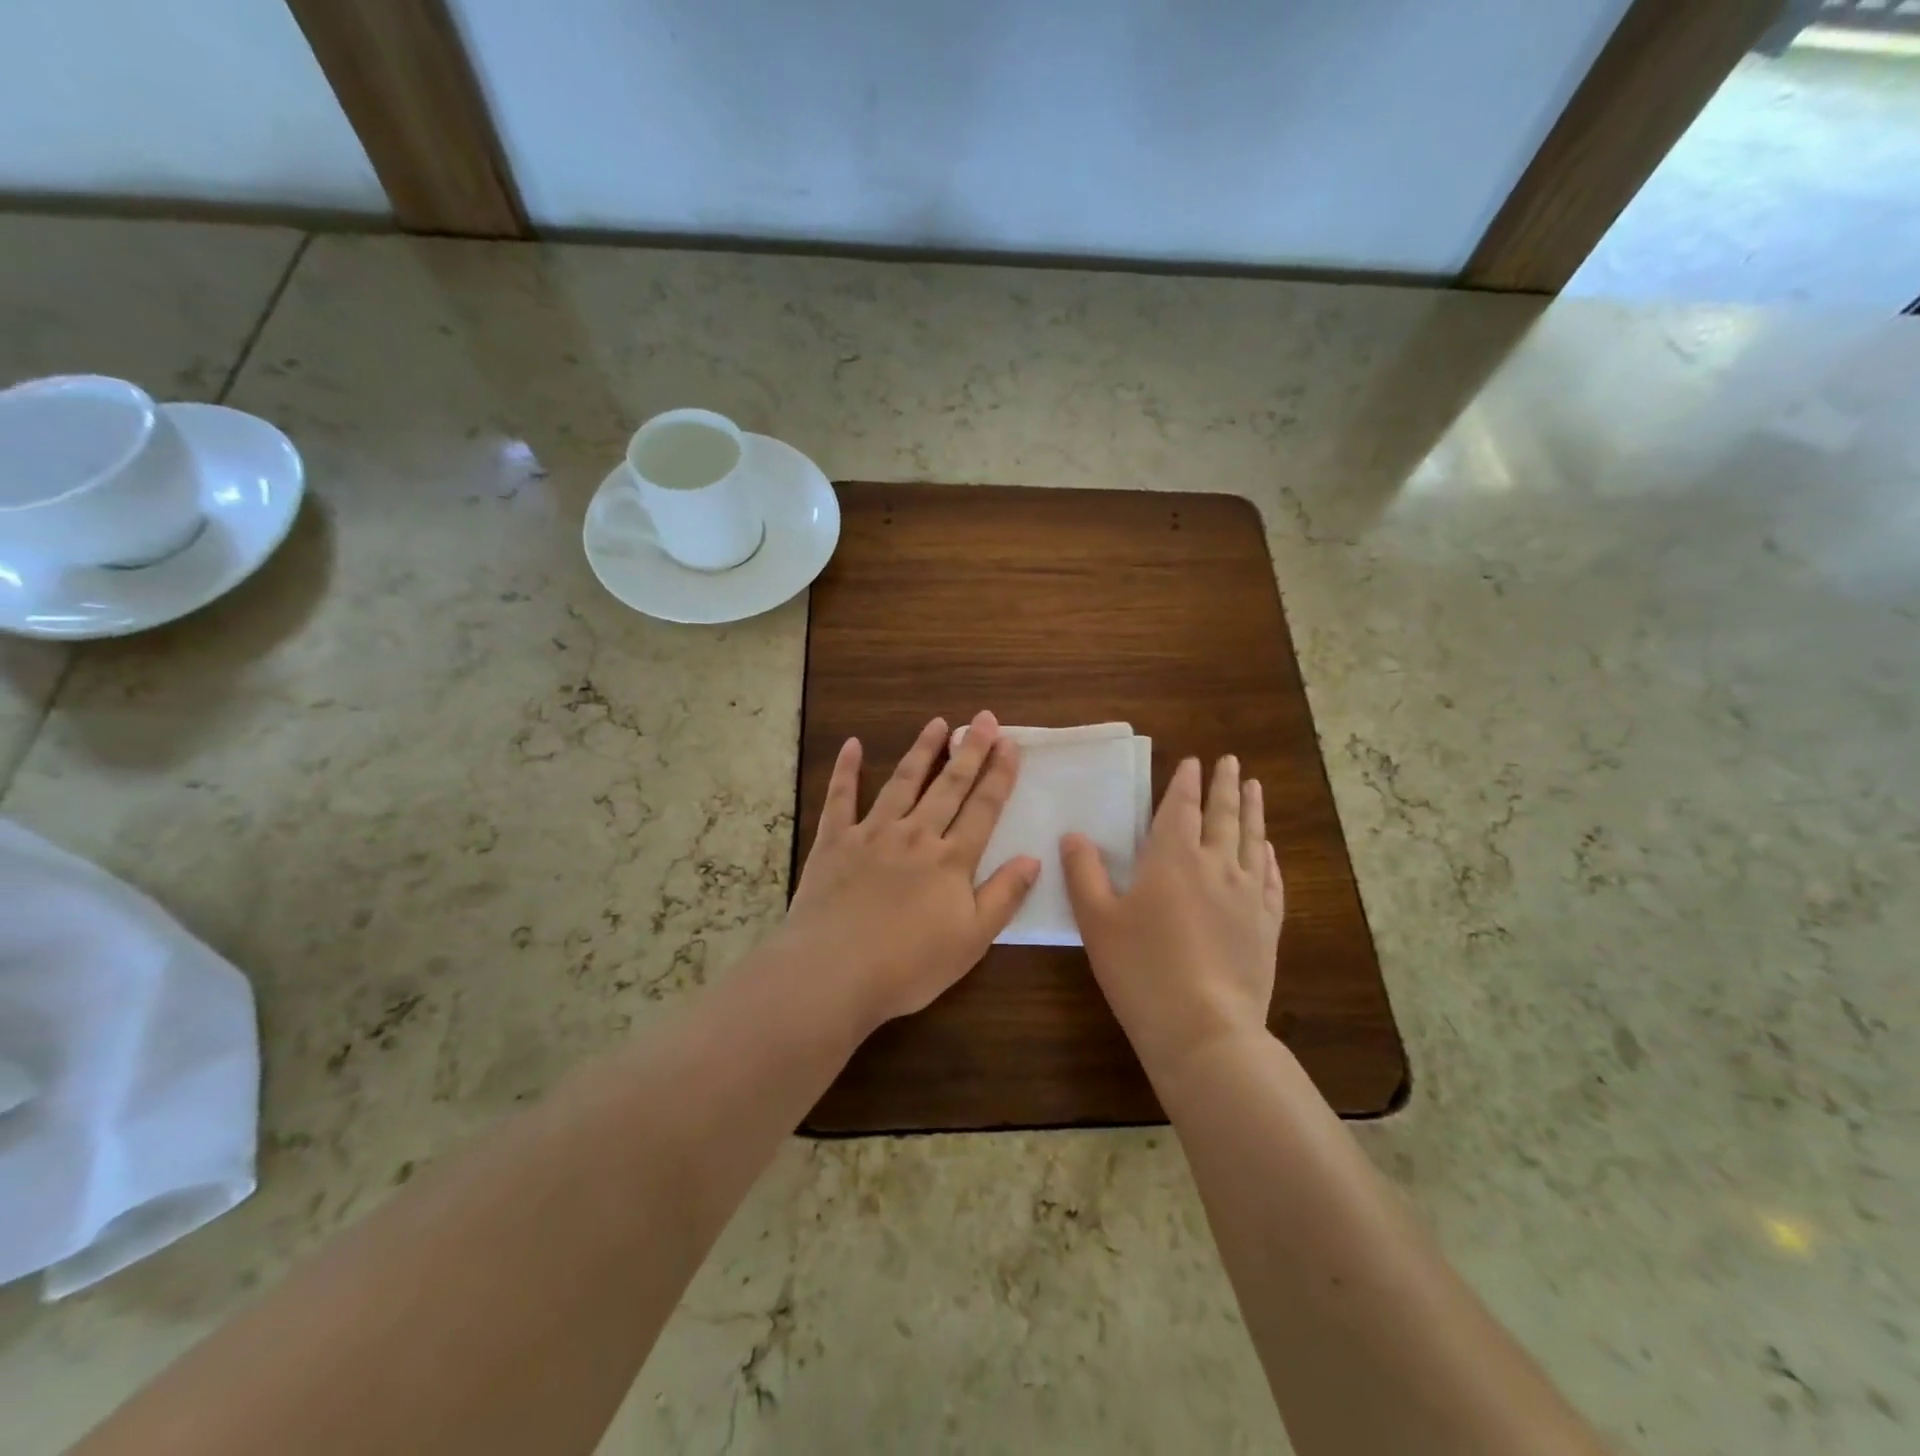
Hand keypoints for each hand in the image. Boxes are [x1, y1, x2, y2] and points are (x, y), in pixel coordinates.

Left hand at [783, 711, 1039, 1030]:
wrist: (833, 972)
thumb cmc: (908, 965)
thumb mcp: (971, 940)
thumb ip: (1004, 896)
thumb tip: (1033, 858)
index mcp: (951, 860)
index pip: (983, 808)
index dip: (999, 774)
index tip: (1009, 743)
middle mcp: (915, 835)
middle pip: (948, 786)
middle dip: (969, 750)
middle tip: (983, 718)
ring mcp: (872, 834)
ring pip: (902, 782)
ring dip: (921, 750)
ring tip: (937, 723)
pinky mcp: (834, 842)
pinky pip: (840, 798)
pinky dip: (846, 770)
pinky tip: (852, 744)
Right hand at [1062, 755, 1283, 1075]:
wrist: (1203, 1028)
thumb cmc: (1140, 969)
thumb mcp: (1096, 920)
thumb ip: (1083, 873)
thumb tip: (1073, 835)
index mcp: (1172, 859)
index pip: (1181, 808)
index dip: (1186, 783)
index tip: (1194, 762)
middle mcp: (1216, 866)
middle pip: (1223, 816)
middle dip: (1225, 786)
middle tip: (1231, 761)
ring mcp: (1248, 895)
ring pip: (1253, 840)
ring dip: (1253, 811)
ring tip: (1255, 788)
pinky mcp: (1267, 925)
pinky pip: (1271, 880)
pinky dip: (1270, 858)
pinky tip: (1269, 851)